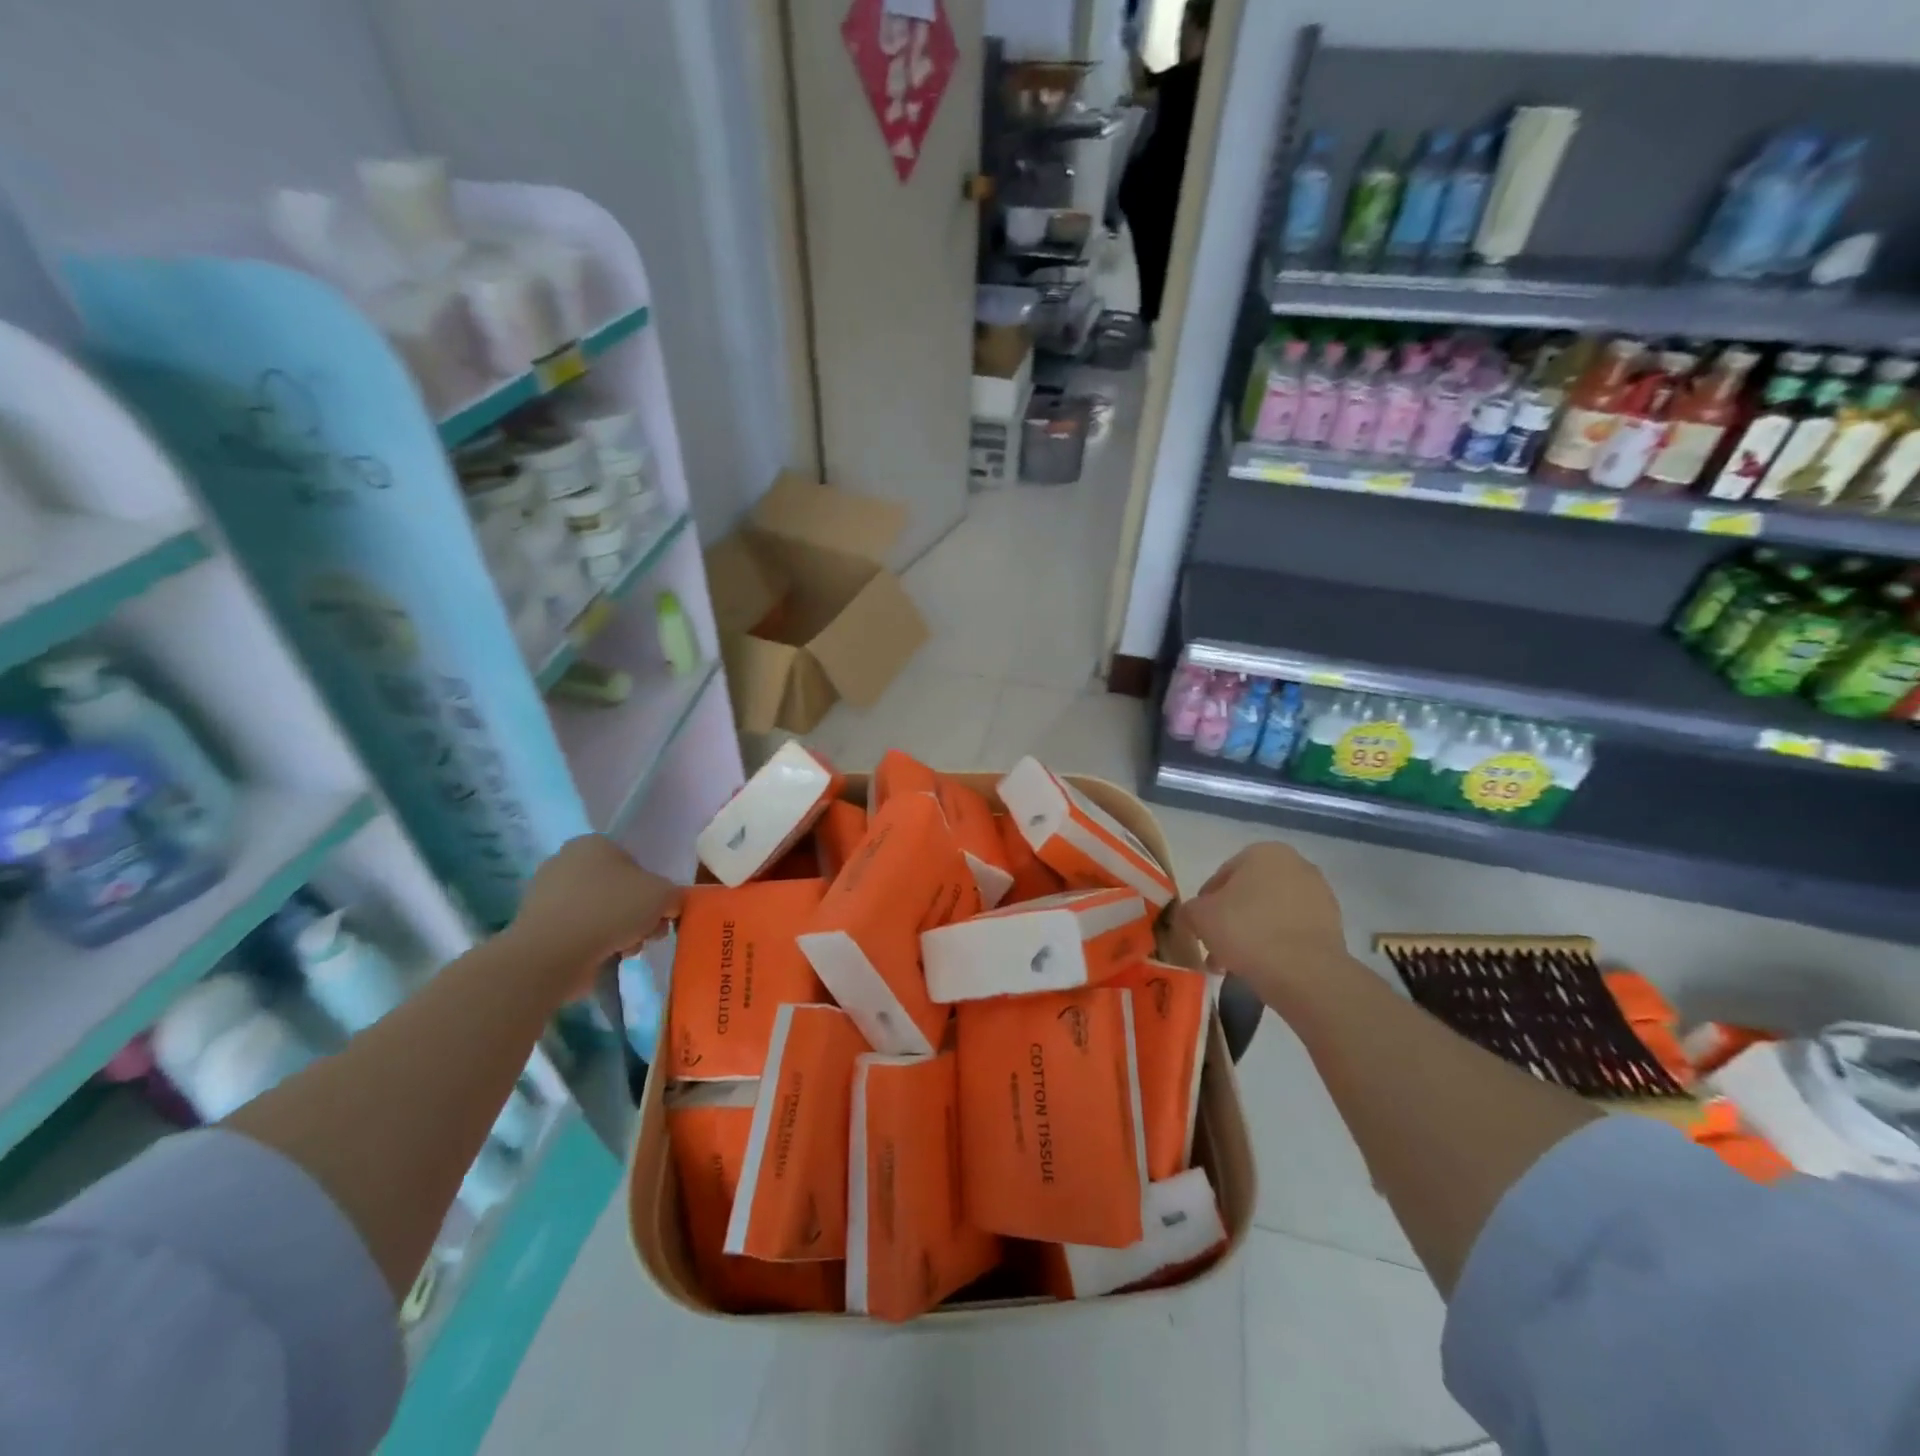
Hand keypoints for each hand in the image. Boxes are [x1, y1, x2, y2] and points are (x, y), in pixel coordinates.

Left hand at [513, 836, 681, 987]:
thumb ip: (674, 895)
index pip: (636, 862)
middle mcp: (567, 860)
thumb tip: (668, 906)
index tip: (659, 913)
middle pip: (619, 889)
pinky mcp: (537, 925)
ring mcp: (547, 893)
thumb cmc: (611, 910)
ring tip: (625, 950)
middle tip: (647, 934)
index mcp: (595, 842)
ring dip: (619, 931)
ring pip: (601, 911)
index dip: (654, 890)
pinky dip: (593, 943)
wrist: (552, 954)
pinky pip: (579, 930)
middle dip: (637, 914)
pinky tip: (602, 957)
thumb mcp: (664, 895)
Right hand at [1178, 842, 1351, 1007]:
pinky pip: (1294, 930)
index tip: (1201, 928)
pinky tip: (1264, 967)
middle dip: (1232, 919)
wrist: (1305, 973)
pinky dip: (1278, 944)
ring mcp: (1319, 894)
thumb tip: (1193, 915)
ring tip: (1238, 963)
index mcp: (1263, 852)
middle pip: (1250, 893)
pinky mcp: (1334, 925)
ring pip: (1272, 913)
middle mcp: (1296, 864)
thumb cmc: (1246, 931)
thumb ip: (1189, 909)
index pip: (1222, 876)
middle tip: (1217, 947)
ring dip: (1254, 932)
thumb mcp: (1199, 917)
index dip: (1206, 903)